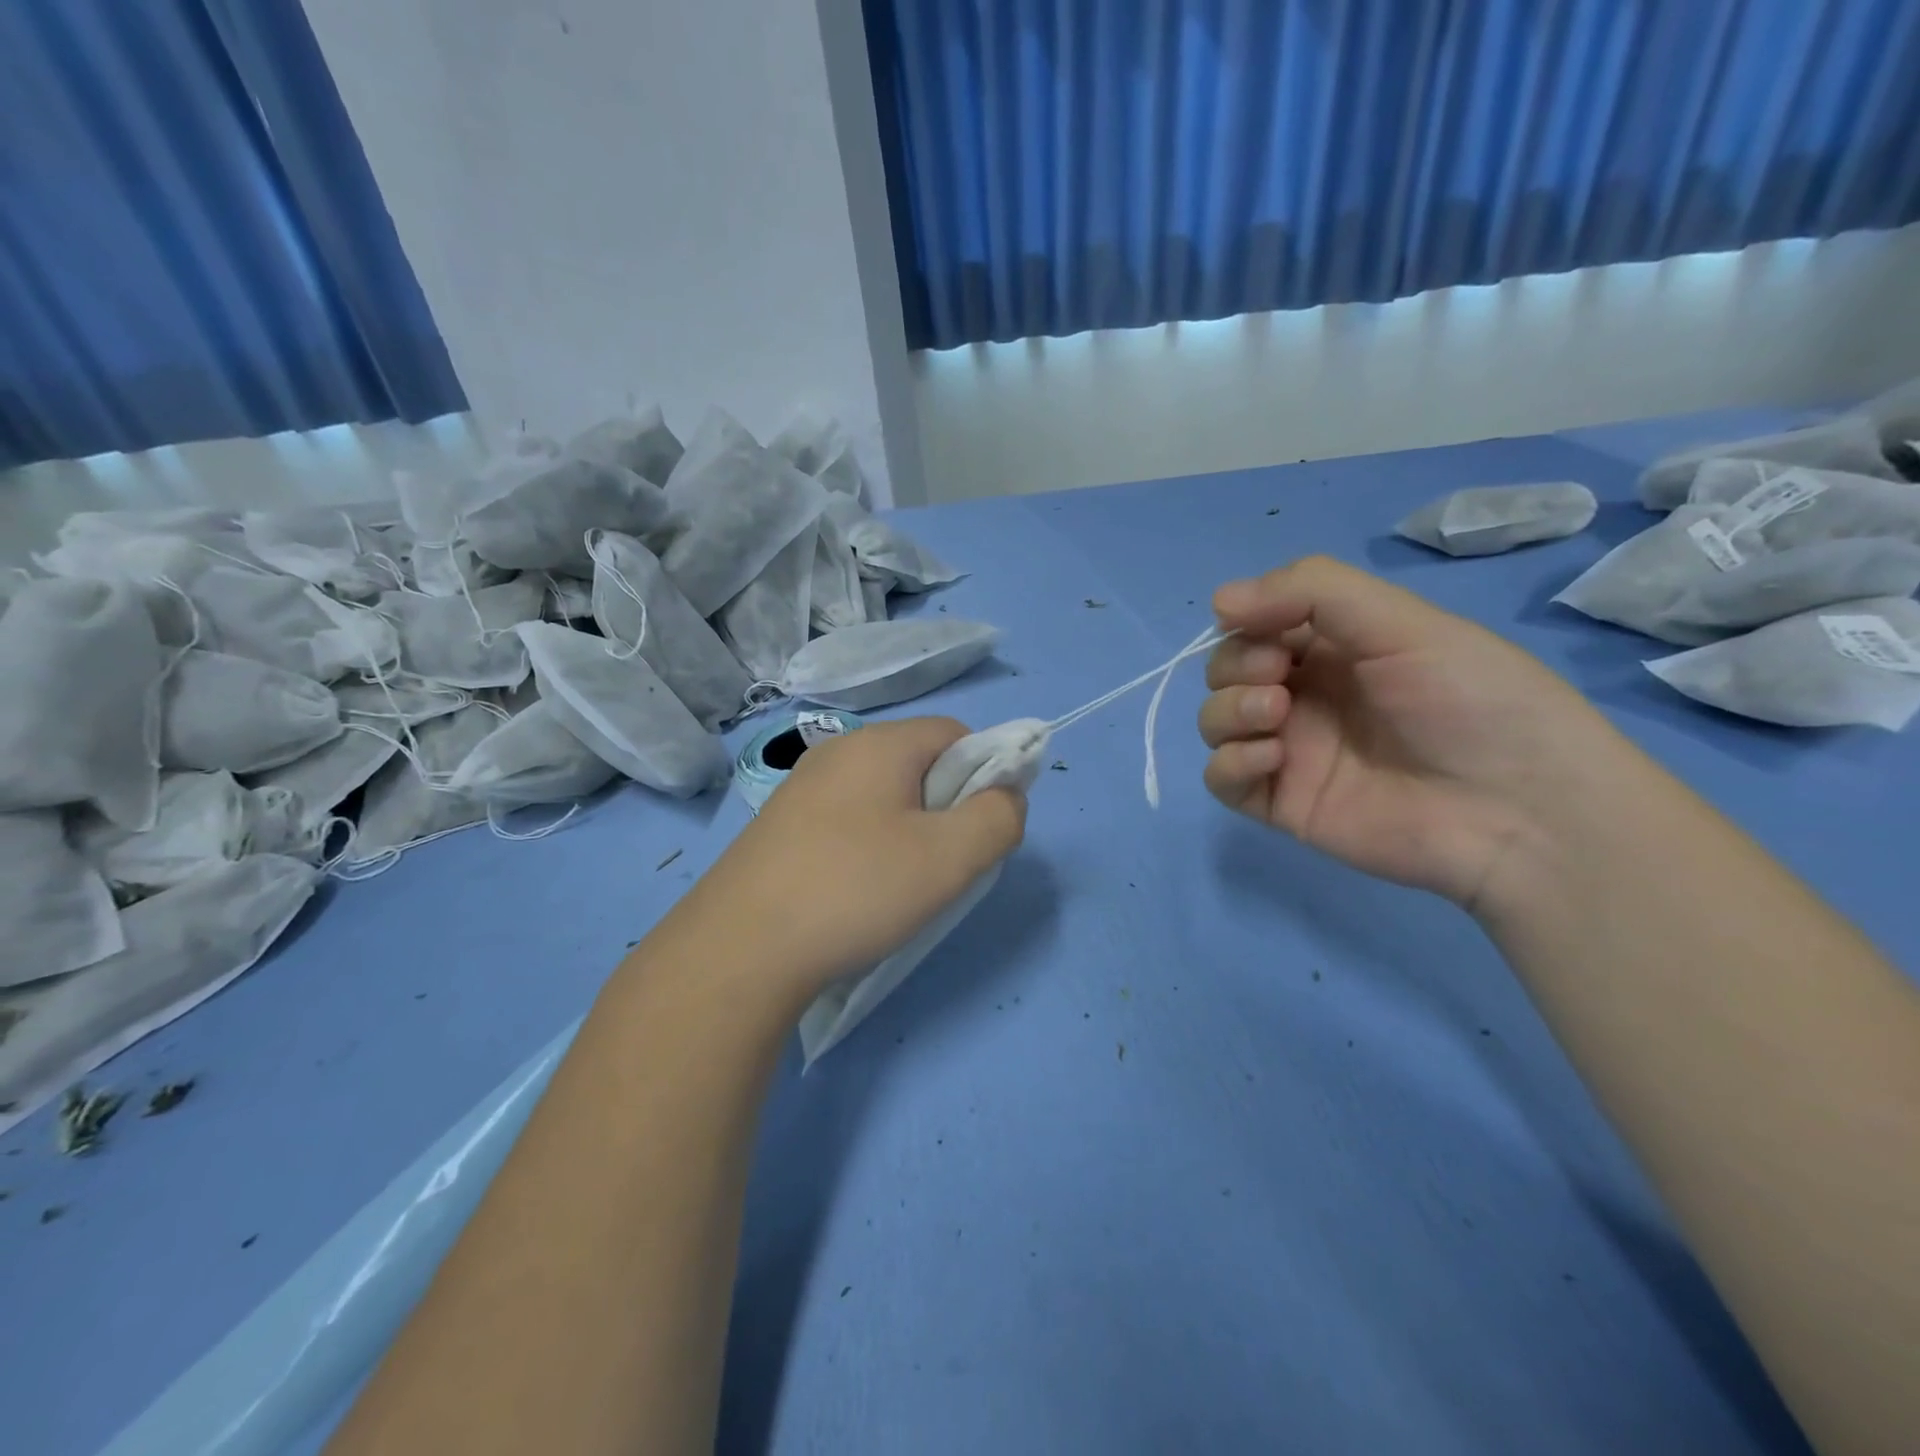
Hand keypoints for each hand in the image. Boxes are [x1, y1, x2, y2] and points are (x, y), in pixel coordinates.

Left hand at [670, 717, 1026, 1000]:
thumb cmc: (855, 890)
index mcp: (880, 744)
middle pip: (919, 762)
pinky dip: (868, 845)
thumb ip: (998, 818)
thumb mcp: (949, 858)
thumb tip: (1008, 795)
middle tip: (944, 863)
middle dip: (946, 806)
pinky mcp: (780, 825)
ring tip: (900, 884)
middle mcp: (838, 752)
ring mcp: (802, 787)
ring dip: (908, 830)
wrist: (739, 950)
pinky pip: (846, 819)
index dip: (985, 774)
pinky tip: (856, 891)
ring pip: (882, 794)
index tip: (980, 829)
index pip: (957, 734)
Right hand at [1199, 556, 1626, 908]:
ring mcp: (1291, 751)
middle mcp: (1306, 695)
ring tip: (1275, 716)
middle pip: (1226, 670)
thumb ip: (1312, 591)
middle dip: (1235, 665)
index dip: (1246, 620)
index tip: (1262, 628)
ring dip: (1227, 710)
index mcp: (1335, 648)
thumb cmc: (1472, 703)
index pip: (1258, 623)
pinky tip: (1272, 758)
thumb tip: (1217, 600)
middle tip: (1278, 676)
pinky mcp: (1282, 802)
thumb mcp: (1403, 622)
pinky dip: (1230, 763)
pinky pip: (1221, 779)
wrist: (1521, 814)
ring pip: (1215, 721)